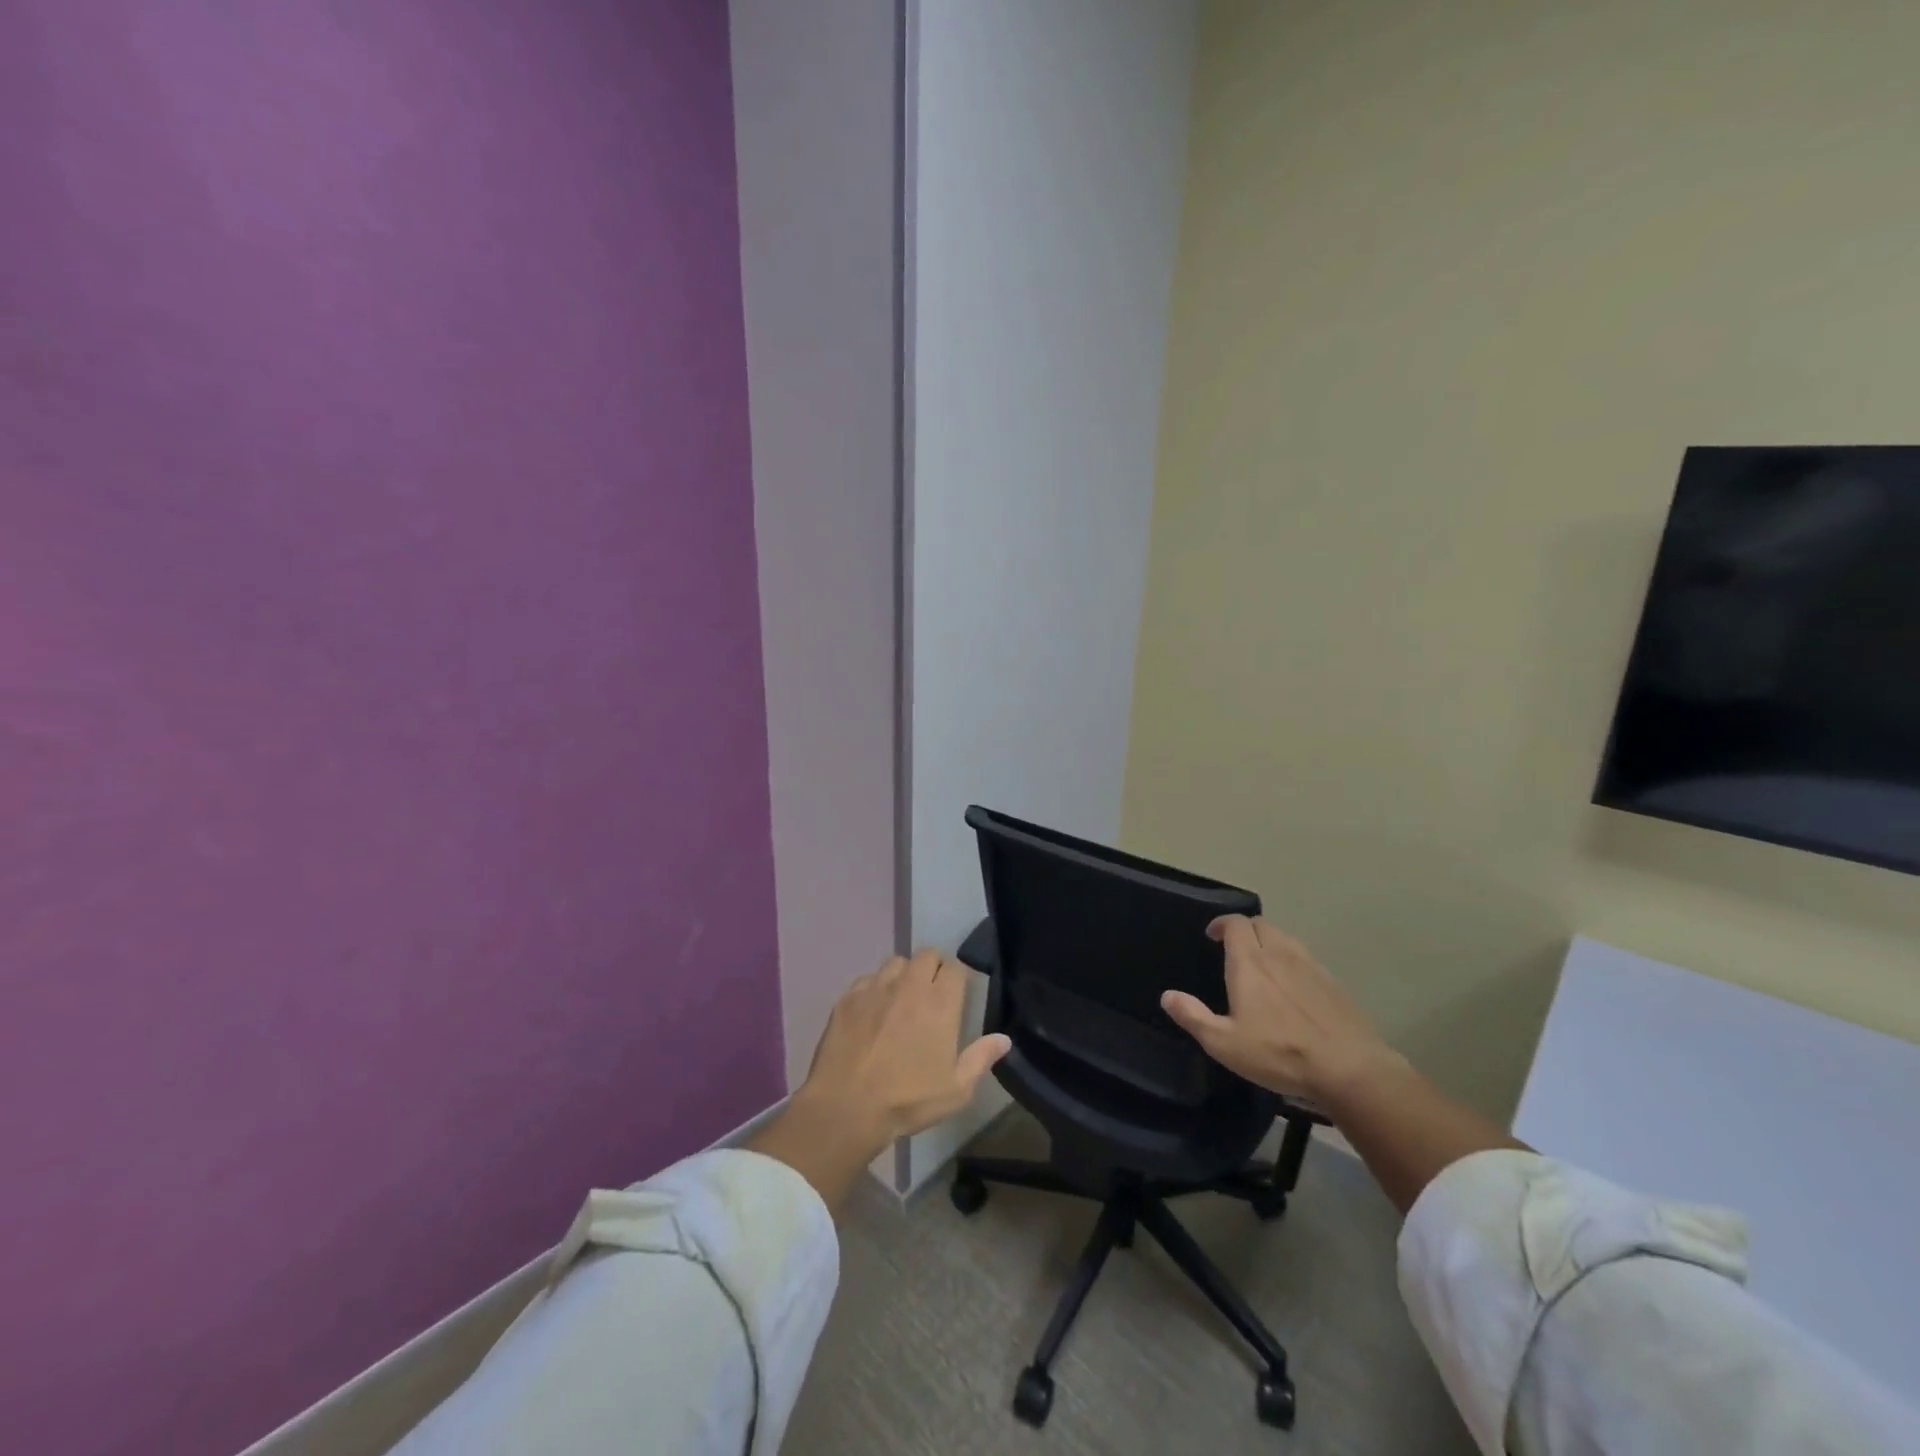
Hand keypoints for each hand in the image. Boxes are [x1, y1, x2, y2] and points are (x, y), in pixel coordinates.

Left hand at [797, 948, 1011, 1147]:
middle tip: (931, 994)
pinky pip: (867, 979)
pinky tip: (872, 1012)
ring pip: (896, 962)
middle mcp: (909, 985)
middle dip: (932, 968)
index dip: (957, 977)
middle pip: (926, 955)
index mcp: (940, 1003)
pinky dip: (874, 988)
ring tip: (901, 999)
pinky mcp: (848, 997)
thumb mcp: (955, 1090)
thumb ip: (980, 1059)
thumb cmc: (907, 1100)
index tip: (956, 993)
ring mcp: (876, 988)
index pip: (955, 967)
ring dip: (903, 974)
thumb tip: (1003, 1038)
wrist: (846, 1107)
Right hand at [1160, 915, 1402, 1103]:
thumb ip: (1193, 1016)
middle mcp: (1280, 954)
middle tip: (1235, 948)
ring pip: (1286, 939)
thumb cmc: (1279, 1053)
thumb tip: (1167, 995)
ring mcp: (1311, 966)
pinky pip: (1307, 959)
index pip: (1235, 924)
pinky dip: (1293, 961)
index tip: (1213, 935)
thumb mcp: (1225, 1043)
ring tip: (1263, 963)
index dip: (1222, 924)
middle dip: (1245, 930)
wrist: (1349, 1068)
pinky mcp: (1333, 982)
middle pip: (1261, 925)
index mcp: (1250, 962)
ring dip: (1270, 942)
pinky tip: (1293, 987)